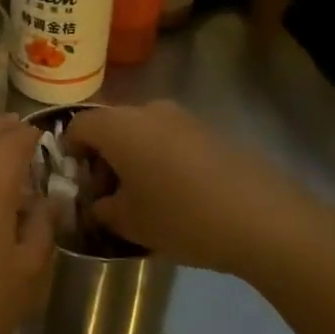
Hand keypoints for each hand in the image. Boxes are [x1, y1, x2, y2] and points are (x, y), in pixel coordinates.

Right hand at [63, 102, 324, 275]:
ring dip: (133, 157)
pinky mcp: (210, 131)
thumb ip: (102, 209)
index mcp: (117, 126)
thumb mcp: (129, 223)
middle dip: (102, 156)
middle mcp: (146, 111)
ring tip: (144, 196)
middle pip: (110, 126)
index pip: (77, 126)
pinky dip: (161, 159)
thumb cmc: (181, 217)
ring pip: (142, 131)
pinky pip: (170, 139)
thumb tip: (100, 203)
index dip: (69, 153)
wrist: (264, 219)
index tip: (78, 183)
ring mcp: (182, 118)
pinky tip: (177, 194)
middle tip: (108, 194)